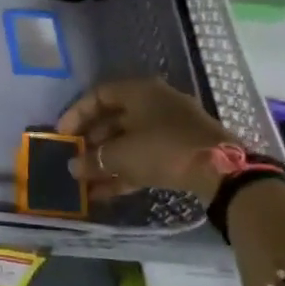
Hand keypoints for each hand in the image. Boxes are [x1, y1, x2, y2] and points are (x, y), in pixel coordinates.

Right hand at [56, 77, 237, 204]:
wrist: (222, 172)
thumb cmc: (164, 149)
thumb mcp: (122, 154)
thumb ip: (94, 159)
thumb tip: (73, 166)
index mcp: (140, 92)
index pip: (98, 95)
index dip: (76, 113)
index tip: (61, 134)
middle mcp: (154, 104)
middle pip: (113, 119)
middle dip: (90, 140)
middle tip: (72, 157)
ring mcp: (169, 129)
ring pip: (128, 141)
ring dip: (105, 160)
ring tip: (83, 179)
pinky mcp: (180, 153)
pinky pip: (144, 158)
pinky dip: (124, 173)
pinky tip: (103, 193)